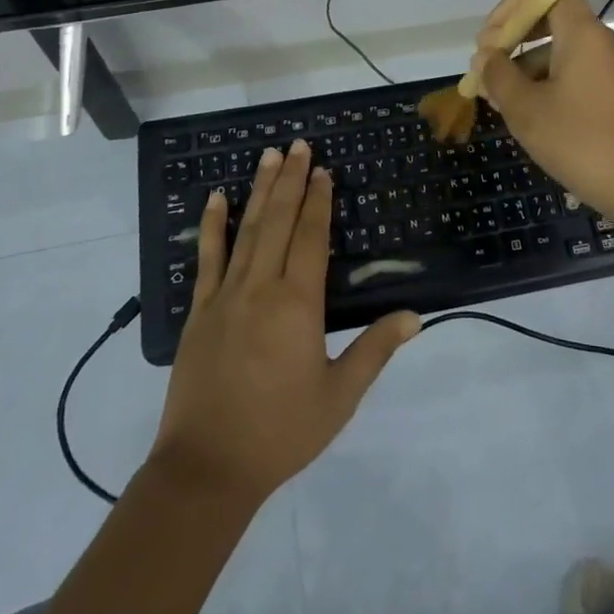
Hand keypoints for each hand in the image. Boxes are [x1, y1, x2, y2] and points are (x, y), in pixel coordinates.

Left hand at [151, 141, 419, 506]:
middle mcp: (262, 287)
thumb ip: (374, 351)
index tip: (323, 170)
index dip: (319, 201)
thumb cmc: (280, 433)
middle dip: (292, 180)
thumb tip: (414, 316)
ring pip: (247, 229)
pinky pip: (207, 257)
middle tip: (299, 144)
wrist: (207, 468)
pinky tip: (215, 198)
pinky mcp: (200, 310)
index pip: (311, 237)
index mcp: (298, 303)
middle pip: (280, 220)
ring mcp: (226, 295)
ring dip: (260, 189)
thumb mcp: (339, 397)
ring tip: (270, 155)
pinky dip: (212, 225)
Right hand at [474, 0, 613, 222]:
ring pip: (565, 49)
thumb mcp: (526, 110)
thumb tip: (486, 58)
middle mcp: (606, 41)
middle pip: (555, 18)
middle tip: (486, 67)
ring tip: (500, 99)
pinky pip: (581, 72)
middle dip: (515, 37)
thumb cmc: (582, 143)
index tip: (491, 37)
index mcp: (584, 33)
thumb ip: (498, 75)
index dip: (515, 2)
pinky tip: (532, 114)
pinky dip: (552, 81)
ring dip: (529, 65)